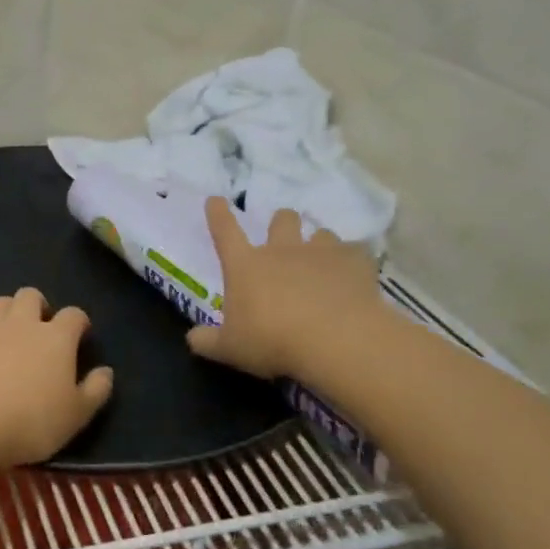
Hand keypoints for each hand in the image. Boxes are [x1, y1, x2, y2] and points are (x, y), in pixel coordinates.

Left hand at [0, 288, 114, 470]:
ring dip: (5, 311)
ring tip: (8, 330)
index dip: (79, 322)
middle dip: (37, 305)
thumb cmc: (32, 422)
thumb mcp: (77, 415)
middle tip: (40, 327)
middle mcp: (21, 324)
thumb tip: (106, 371)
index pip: (74, 315)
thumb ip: (95, 391)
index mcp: (56, 338)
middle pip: (30, 296)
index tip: (80, 335)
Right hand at [186, 198, 387, 381]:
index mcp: (245, 265)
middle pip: (281, 220)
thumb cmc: (273, 341)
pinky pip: (356, 253)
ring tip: (322, 261)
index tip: (216, 200)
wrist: (336, 340)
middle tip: (283, 236)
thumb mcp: (231, 348)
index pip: (225, 231)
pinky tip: (355, 277)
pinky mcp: (356, 263)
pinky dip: (353, 262)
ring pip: (321, 233)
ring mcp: (322, 253)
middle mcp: (282, 250)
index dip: (218, 214)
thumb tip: (193, 338)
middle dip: (281, 222)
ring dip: (318, 243)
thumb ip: (208, 341)